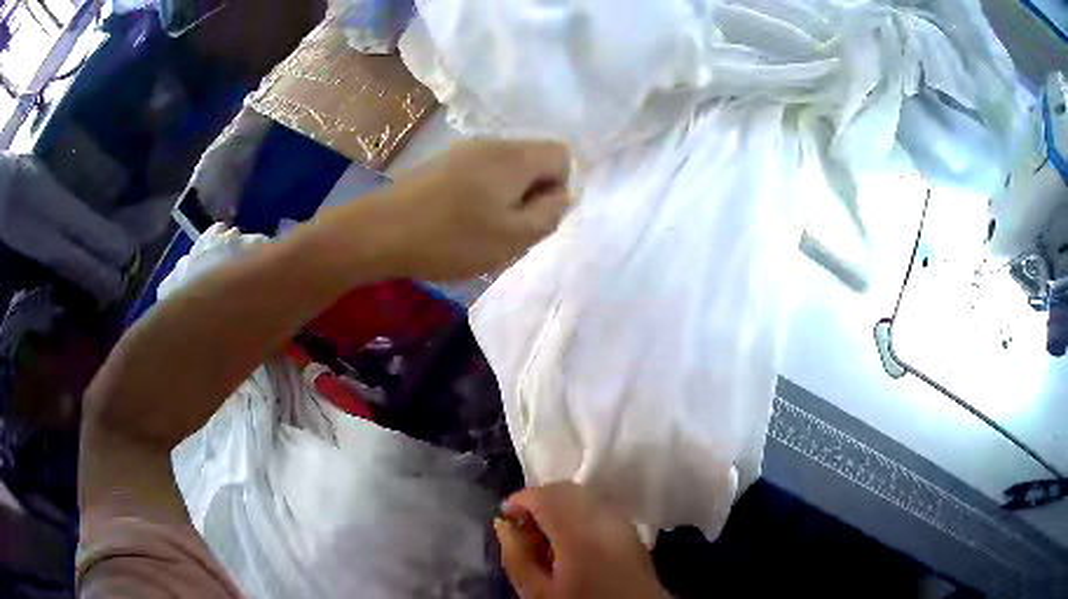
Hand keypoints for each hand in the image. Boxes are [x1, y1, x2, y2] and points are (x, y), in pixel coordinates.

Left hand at [364, 139, 569, 280]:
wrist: (379, 232)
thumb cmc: (451, 237)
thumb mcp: (513, 237)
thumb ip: (549, 214)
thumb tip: (560, 195)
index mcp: (515, 156)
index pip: (562, 155)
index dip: (558, 187)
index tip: (534, 216)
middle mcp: (492, 144)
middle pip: (533, 160)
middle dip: (532, 195)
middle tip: (509, 229)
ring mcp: (463, 151)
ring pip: (505, 170)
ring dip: (506, 199)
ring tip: (482, 230)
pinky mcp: (441, 164)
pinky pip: (479, 174)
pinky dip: (481, 197)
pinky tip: (458, 222)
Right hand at [495, 483, 668, 598]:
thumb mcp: (537, 592)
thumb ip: (516, 556)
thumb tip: (504, 524)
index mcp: (579, 534)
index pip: (545, 496)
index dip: (519, 499)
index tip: (505, 516)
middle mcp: (604, 519)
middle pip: (566, 489)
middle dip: (538, 500)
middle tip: (522, 528)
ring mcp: (622, 523)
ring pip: (584, 495)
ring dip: (559, 505)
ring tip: (544, 535)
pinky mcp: (631, 530)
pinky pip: (599, 507)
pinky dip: (579, 512)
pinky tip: (569, 539)